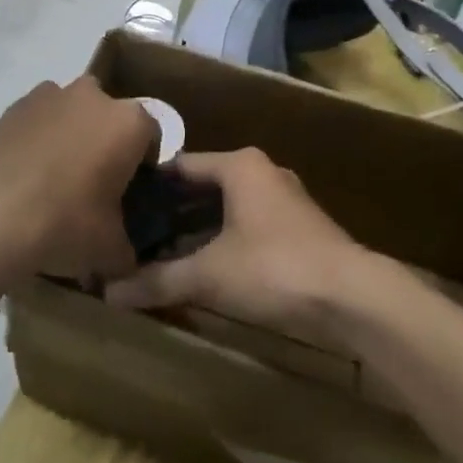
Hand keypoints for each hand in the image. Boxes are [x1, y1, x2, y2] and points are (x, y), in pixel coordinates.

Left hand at [0, 76, 159, 282]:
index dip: (143, 165)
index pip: (151, 136)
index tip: (129, 191)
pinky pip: (40, 117)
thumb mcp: (111, 249)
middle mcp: (95, 96)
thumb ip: (128, 246)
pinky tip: (27, 171)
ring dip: (73, 134)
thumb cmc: (66, 224)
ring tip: (55, 176)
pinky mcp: (17, 104)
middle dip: (107, 142)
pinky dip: (40, 135)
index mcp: (129, 123)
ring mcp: (52, 94)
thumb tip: (126, 254)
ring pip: (74, 111)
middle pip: (111, 117)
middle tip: (93, 183)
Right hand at [104, 149, 372, 337]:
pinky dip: (225, 238)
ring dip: (198, 228)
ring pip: (228, 206)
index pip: (181, 165)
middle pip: (205, 186)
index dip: (150, 185)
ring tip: (163, 251)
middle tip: (136, 233)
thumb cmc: (274, 268)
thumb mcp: (210, 275)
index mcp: (239, 165)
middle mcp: (262, 171)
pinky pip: (248, 222)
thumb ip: (160, 280)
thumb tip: (108, 293)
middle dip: (172, 211)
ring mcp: (284, 198)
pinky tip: (206, 265)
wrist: (353, 297)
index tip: (120, 204)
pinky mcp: (300, 226)